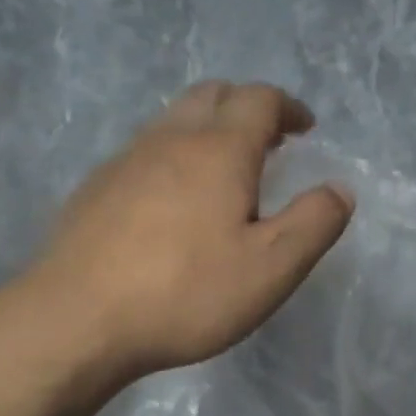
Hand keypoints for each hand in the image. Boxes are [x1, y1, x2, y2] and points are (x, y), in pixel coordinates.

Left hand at [29, 82, 353, 378]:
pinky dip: (174, 156)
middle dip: (247, 108)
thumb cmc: (186, 292)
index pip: (259, 100)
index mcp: (219, 150)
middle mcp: (169, 140)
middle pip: (212, 95)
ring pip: (173, 120)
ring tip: (226, 171)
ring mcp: (125, 161)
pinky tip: (174, 204)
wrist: (76, 320)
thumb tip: (339, 189)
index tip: (305, 127)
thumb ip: (314, 223)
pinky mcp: (95, 189)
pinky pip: (145, 152)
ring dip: (208, 130)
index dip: (288, 107)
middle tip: (270, 141)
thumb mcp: (272, 268)